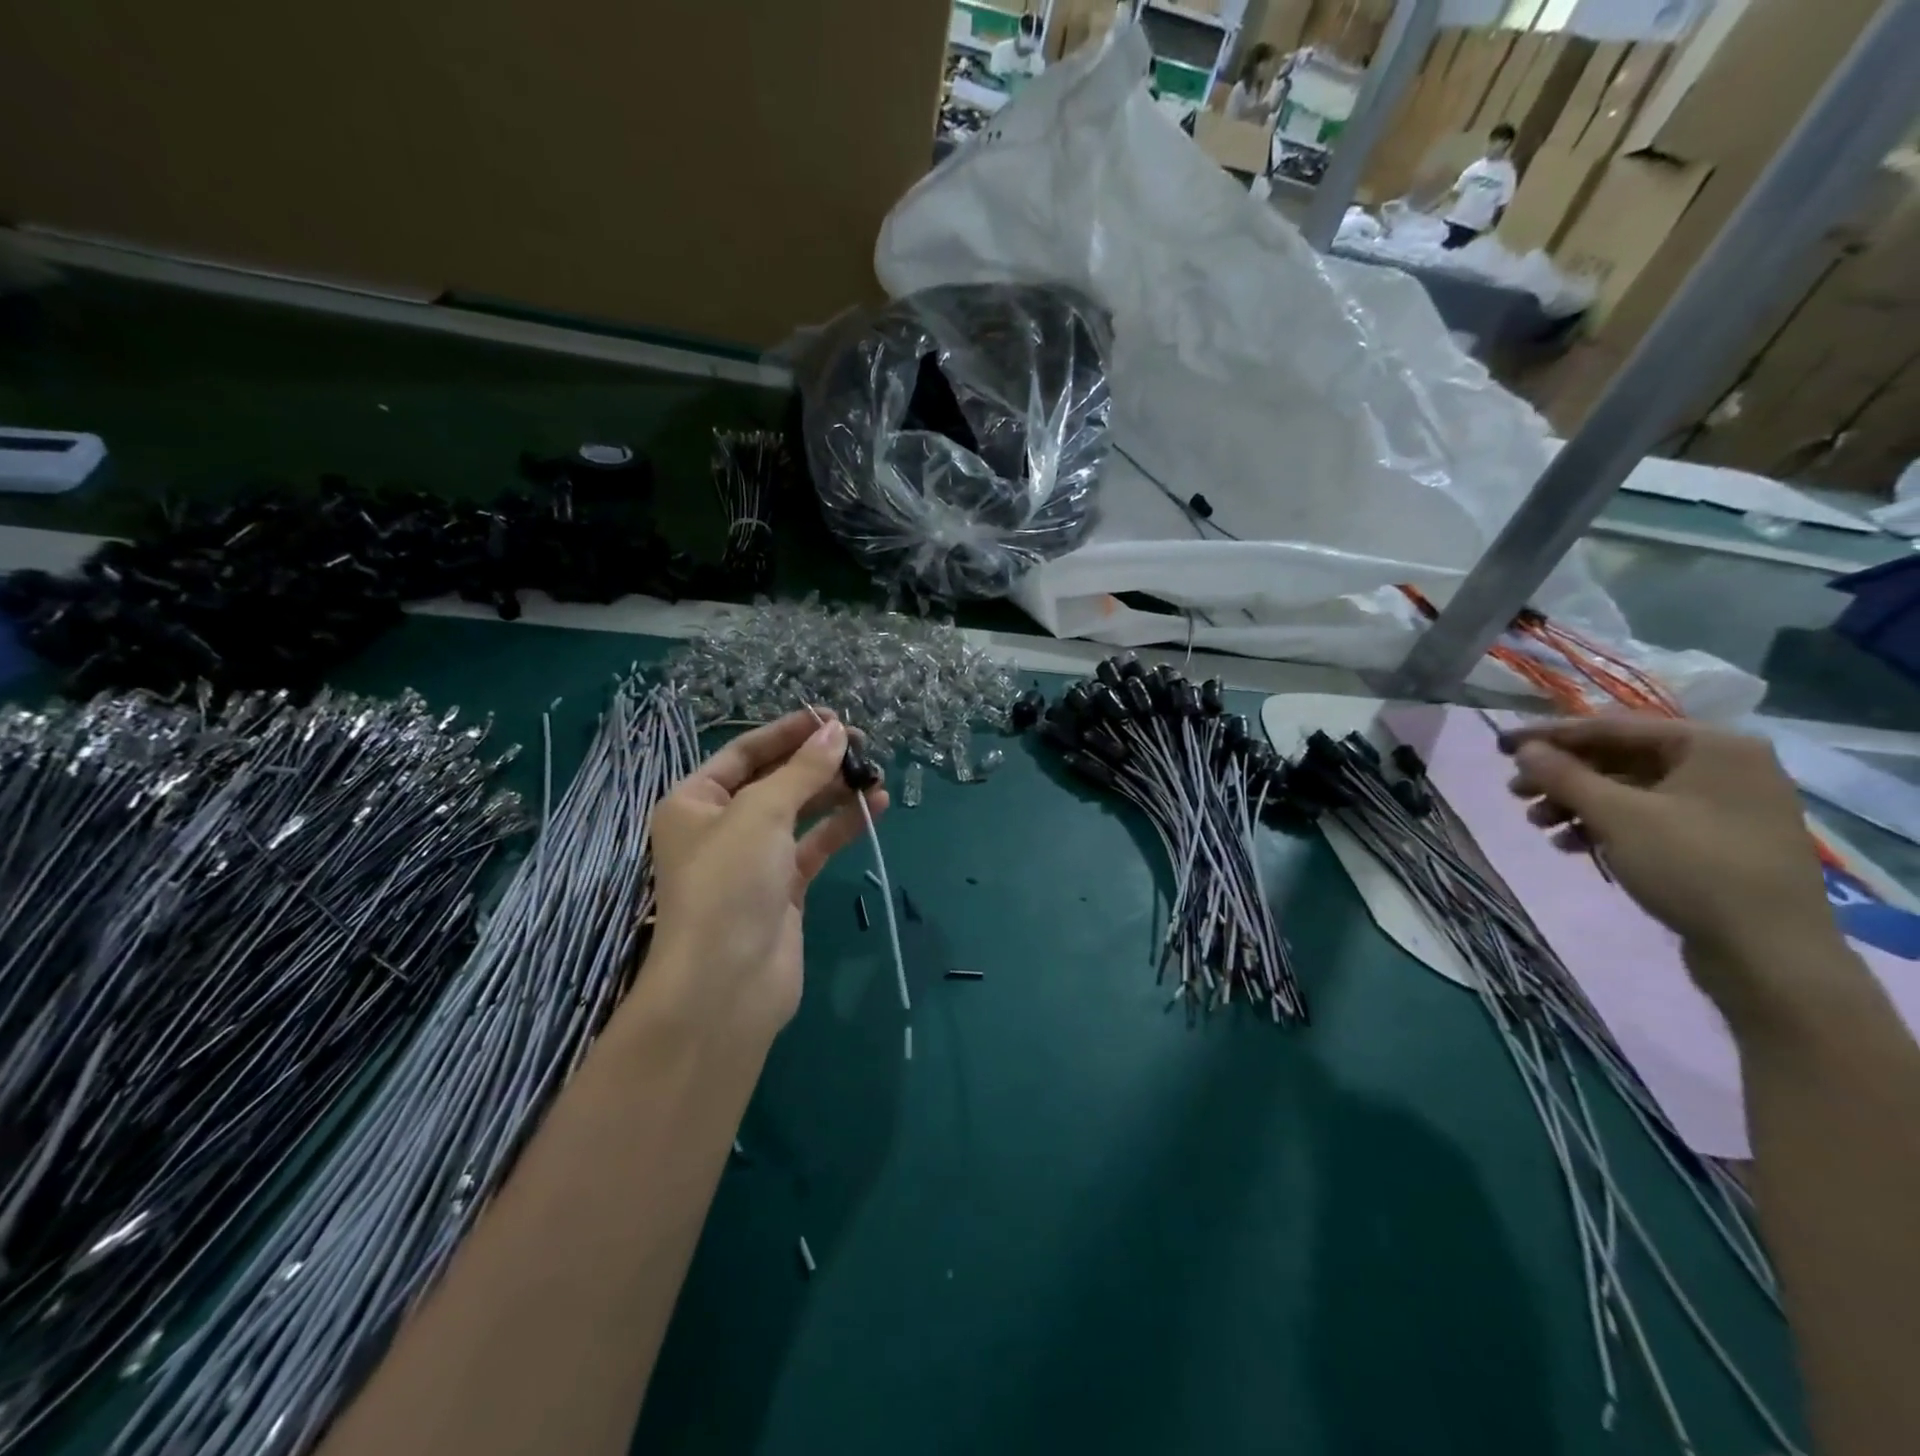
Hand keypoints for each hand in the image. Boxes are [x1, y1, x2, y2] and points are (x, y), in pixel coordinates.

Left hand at [639, 710, 887, 1043]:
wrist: (726, 985)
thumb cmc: (728, 883)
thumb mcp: (761, 812)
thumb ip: (803, 770)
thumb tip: (838, 731)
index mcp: (695, 802)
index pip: (744, 752)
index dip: (788, 732)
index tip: (832, 717)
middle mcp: (722, 827)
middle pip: (775, 780)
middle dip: (817, 761)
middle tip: (864, 744)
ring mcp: (755, 860)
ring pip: (800, 812)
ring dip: (836, 792)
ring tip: (876, 774)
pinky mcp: (785, 888)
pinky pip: (816, 845)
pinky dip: (843, 825)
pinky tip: (875, 806)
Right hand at [1501, 716, 1842, 1011]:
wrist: (1768, 953)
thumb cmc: (1692, 867)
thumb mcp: (1617, 816)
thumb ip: (1564, 776)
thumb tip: (1524, 750)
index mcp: (1712, 746)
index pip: (1612, 727)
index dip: (1551, 736)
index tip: (1502, 746)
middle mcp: (1724, 767)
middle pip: (1620, 759)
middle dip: (1562, 776)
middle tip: (1514, 791)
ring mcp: (1723, 806)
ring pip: (1628, 791)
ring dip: (1576, 803)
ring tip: (1537, 824)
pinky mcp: (1716, 842)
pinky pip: (1646, 818)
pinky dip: (1603, 826)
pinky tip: (1570, 845)